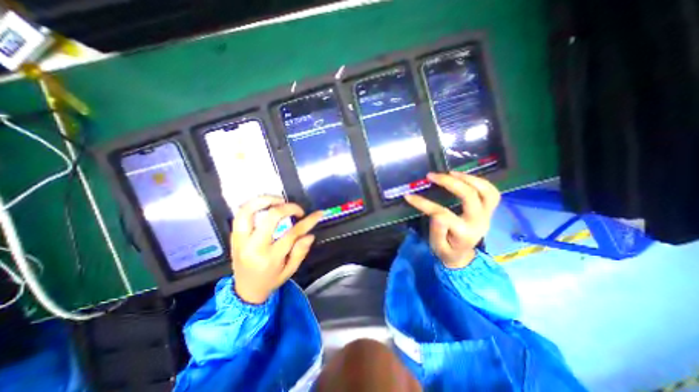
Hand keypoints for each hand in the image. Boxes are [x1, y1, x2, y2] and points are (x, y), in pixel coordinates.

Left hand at [232, 197, 324, 304]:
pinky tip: (266, 205)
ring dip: (266, 200)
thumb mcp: (290, 271)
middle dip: (289, 208)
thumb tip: (309, 234)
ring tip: (279, 200)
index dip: (308, 221)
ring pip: (249, 210)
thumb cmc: (270, 280)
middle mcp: (253, 246)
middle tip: (298, 210)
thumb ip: (300, 252)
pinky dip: (254, 205)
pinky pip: (241, 214)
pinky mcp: (234, 236)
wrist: (244, 291)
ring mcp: (240, 240)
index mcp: (270, 258)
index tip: (317, 214)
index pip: (292, 233)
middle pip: (272, 216)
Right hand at [408, 172, 498, 268]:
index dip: (424, 204)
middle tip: (432, 176)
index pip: (443, 214)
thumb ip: (437, 232)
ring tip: (451, 172)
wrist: (463, 256)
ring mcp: (487, 215)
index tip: (409, 197)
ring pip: (486, 191)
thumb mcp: (437, 246)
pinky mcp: (489, 210)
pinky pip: (491, 192)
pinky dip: (479, 181)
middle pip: (470, 196)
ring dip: (468, 178)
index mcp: (464, 233)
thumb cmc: (447, 251)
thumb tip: (435, 214)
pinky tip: (463, 177)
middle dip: (450, 183)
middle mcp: (479, 222)